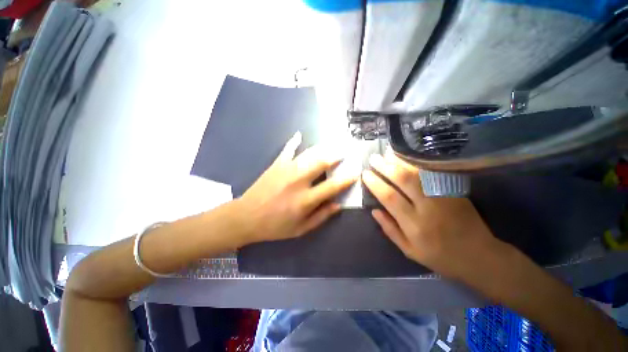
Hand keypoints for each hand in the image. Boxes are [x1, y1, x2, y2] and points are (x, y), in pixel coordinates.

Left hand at [237, 132, 357, 243]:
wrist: (246, 217)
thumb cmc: (275, 226)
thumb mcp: (300, 229)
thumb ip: (321, 217)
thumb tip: (338, 205)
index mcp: (305, 200)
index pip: (332, 186)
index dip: (346, 179)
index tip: (355, 172)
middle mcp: (298, 182)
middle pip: (322, 163)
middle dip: (336, 156)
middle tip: (344, 152)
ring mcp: (286, 170)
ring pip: (308, 154)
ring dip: (322, 148)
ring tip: (331, 144)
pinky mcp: (276, 165)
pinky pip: (287, 149)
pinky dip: (294, 141)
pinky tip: (299, 134)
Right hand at [362, 152, 497, 277]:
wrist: (480, 256)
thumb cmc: (440, 257)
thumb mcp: (409, 251)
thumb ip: (390, 229)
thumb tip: (374, 210)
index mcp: (414, 225)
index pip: (390, 197)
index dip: (376, 183)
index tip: (365, 174)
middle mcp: (428, 207)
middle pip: (404, 180)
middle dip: (385, 167)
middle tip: (373, 159)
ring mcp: (443, 196)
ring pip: (419, 173)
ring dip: (400, 161)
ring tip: (387, 153)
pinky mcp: (454, 191)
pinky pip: (434, 173)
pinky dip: (419, 163)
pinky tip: (409, 157)